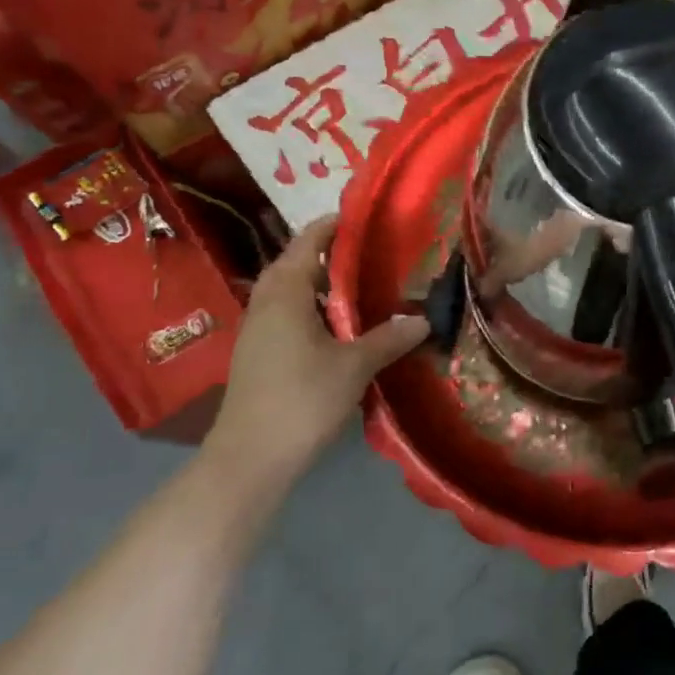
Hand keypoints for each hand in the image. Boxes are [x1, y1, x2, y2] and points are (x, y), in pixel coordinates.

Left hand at [205, 216, 428, 483]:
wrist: (251, 457)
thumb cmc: (302, 399)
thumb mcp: (355, 366)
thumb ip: (389, 337)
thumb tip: (423, 318)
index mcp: (285, 293)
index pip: (308, 242)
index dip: (334, 226)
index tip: (366, 217)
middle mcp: (266, 303)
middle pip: (296, 264)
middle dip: (331, 254)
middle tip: (373, 252)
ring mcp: (259, 330)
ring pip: (292, 292)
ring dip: (322, 284)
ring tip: (364, 285)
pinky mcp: (260, 354)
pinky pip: (289, 315)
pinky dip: (315, 309)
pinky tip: (342, 326)